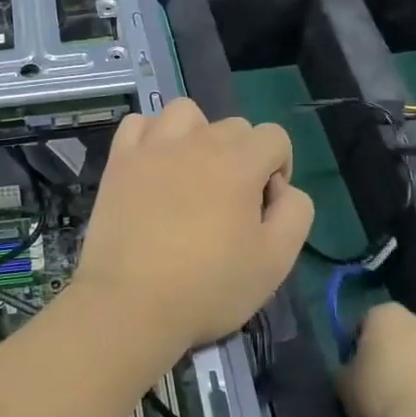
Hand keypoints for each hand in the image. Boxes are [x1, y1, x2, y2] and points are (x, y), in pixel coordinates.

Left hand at [74, 99, 313, 355]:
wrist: (130, 303)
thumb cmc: (207, 287)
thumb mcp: (275, 261)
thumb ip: (296, 213)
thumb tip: (284, 188)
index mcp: (238, 162)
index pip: (274, 137)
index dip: (279, 169)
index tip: (263, 209)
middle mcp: (196, 142)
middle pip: (233, 126)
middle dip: (242, 157)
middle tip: (228, 205)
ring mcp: (152, 147)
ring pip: (186, 113)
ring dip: (198, 135)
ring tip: (192, 174)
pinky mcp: (119, 161)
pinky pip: (138, 123)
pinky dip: (151, 135)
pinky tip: (154, 165)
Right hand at [337, 303, 415, 416]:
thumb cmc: (380, 395)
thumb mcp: (343, 384)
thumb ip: (346, 370)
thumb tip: (352, 373)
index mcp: (387, 315)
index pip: (366, 323)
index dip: (358, 346)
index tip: (355, 369)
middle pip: (400, 337)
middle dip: (391, 355)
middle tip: (378, 384)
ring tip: (403, 406)